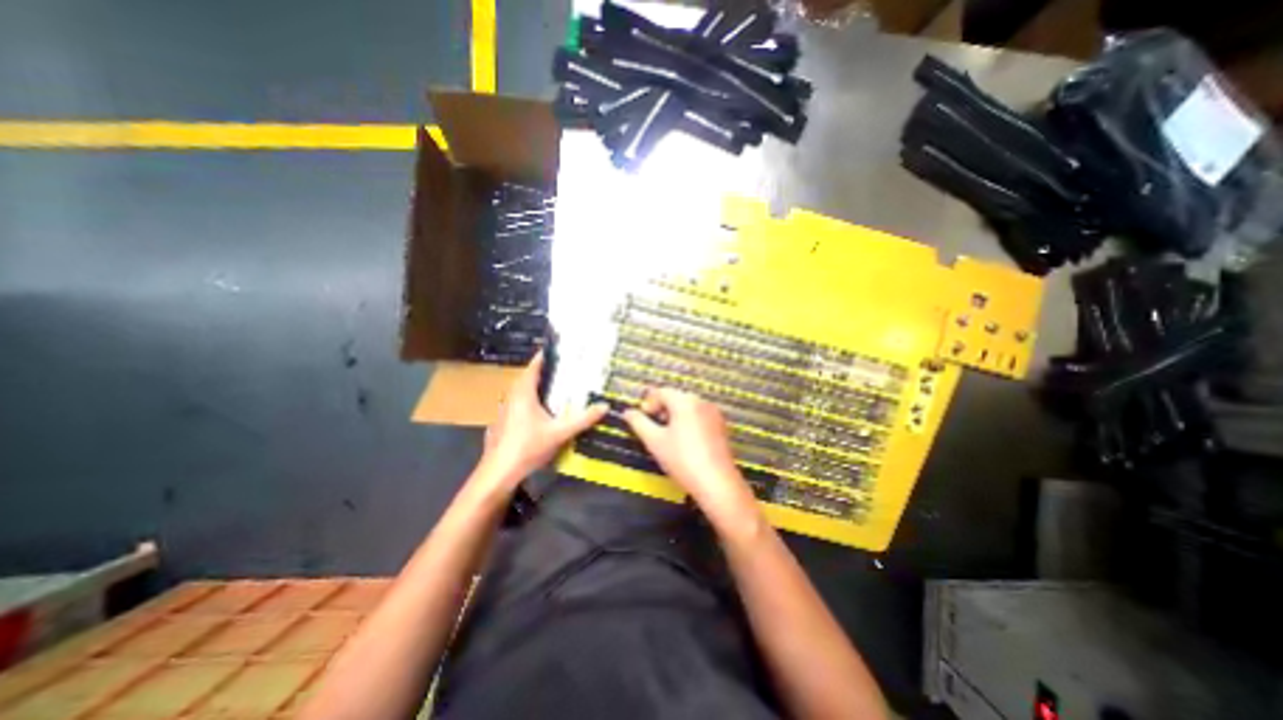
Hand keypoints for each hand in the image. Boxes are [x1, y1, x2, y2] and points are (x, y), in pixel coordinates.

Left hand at [480, 353, 606, 492]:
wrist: (499, 473)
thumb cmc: (528, 447)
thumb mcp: (559, 433)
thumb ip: (583, 419)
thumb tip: (605, 406)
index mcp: (523, 393)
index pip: (533, 367)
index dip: (544, 356)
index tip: (558, 349)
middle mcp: (511, 397)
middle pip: (527, 378)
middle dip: (544, 371)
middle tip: (563, 369)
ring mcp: (504, 410)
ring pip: (521, 391)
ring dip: (536, 386)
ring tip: (555, 387)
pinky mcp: (503, 422)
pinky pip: (518, 403)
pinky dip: (530, 400)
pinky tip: (540, 411)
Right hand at [624, 388, 759, 528]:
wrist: (717, 483)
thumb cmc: (682, 459)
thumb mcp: (654, 441)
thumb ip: (639, 423)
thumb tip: (627, 412)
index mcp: (685, 401)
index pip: (661, 392)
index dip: (648, 403)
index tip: (642, 418)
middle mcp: (702, 402)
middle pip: (676, 398)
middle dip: (662, 409)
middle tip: (653, 428)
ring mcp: (714, 413)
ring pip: (689, 407)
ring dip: (675, 416)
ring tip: (668, 436)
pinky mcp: (721, 426)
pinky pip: (700, 416)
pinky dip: (689, 422)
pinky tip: (685, 442)